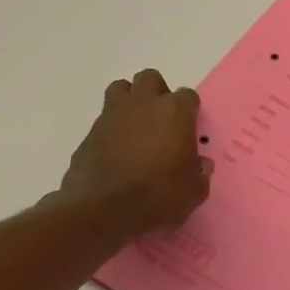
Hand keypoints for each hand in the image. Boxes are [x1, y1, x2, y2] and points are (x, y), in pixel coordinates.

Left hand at [56, 69, 211, 234]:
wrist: (102, 210)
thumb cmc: (159, 195)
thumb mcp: (194, 191)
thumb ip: (199, 172)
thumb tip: (200, 165)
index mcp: (175, 112)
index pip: (188, 96)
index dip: (189, 111)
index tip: (189, 130)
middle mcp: (143, 105)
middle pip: (150, 79)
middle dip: (157, 93)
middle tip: (162, 120)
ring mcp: (112, 116)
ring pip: (120, 89)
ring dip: (129, 101)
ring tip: (136, 128)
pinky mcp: (89, 134)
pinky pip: (103, 121)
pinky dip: (111, 131)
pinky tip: (116, 154)